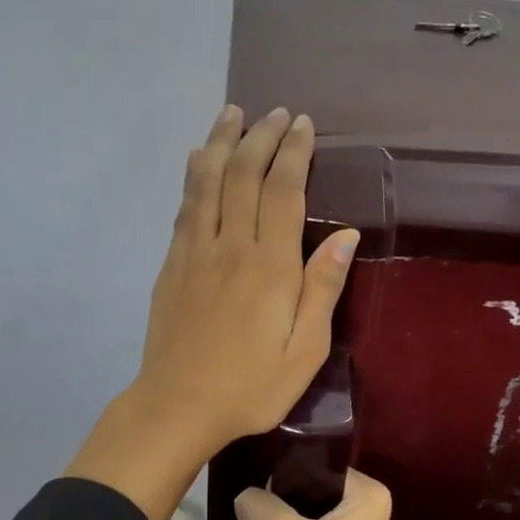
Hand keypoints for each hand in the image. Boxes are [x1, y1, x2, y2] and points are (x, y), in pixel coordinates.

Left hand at [65, 105, 359, 519]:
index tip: (302, 125)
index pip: (282, 191)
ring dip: (222, 143)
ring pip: (208, 182)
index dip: (293, 153)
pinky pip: (185, 206)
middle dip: (261, 137)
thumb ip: (323, 288)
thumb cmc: (251, 387)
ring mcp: (195, 252)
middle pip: (244, 175)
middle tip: (275, 112)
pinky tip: (198, 159)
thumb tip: (346, 235)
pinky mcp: (172, 264)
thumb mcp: (304, 350)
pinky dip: (194, 176)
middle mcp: (230, 246)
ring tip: (233, 113)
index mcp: (270, 267)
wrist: (178, 407)